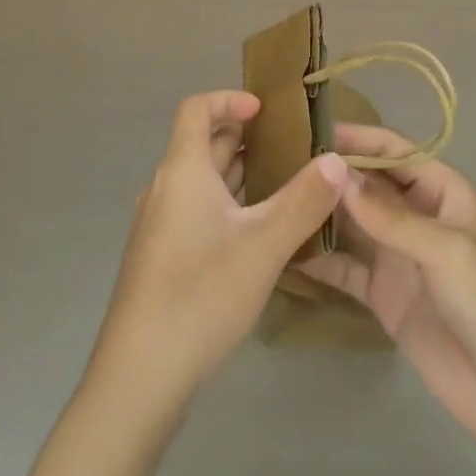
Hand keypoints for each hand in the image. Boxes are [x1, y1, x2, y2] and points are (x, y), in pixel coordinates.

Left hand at [92, 89, 347, 401]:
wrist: (138, 377)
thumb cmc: (200, 295)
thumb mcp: (263, 246)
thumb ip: (303, 200)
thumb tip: (336, 158)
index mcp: (182, 170)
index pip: (196, 108)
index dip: (228, 98)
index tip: (264, 109)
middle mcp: (165, 188)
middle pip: (201, 144)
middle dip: (243, 137)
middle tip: (288, 146)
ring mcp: (158, 225)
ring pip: (200, 181)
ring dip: (237, 173)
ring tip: (281, 184)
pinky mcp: (160, 258)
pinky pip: (195, 210)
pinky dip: (225, 204)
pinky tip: (254, 235)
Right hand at [299, 123, 475, 461]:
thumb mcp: (444, 249)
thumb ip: (388, 215)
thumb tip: (336, 176)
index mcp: (441, 190)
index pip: (393, 150)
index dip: (358, 138)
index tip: (312, 131)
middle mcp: (416, 214)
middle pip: (368, 183)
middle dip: (332, 174)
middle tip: (280, 164)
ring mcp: (397, 254)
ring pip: (352, 221)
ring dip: (322, 212)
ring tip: (276, 199)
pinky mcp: (383, 294)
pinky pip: (346, 268)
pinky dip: (320, 260)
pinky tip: (286, 251)